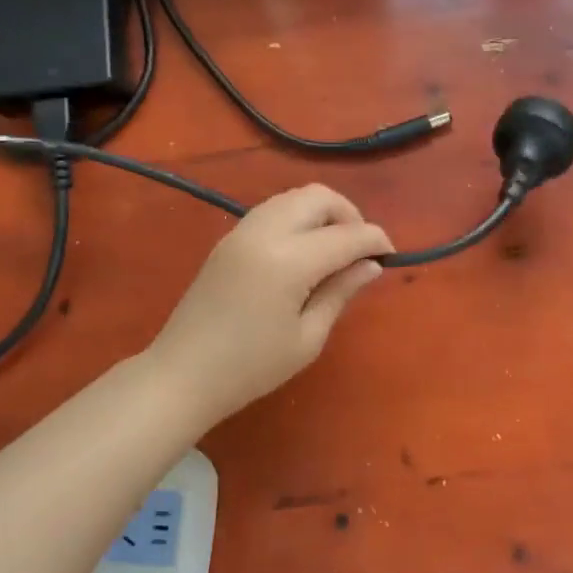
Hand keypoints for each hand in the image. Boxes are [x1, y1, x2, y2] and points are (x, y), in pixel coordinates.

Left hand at [148, 185, 392, 424]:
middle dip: (350, 215)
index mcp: (288, 260)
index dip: (375, 240)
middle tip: (361, 250)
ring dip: (323, 213)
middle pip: (319, 197)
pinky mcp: (229, 238)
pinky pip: (274, 210)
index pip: (346, 235)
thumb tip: (370, 265)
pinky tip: (305, 251)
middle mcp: (265, 232)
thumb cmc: (251, 367)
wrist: (182, 374)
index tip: (390, 256)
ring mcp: (242, 231)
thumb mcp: (308, 338)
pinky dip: (298, 218)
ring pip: (294, 197)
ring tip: (335, 249)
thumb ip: (340, 292)